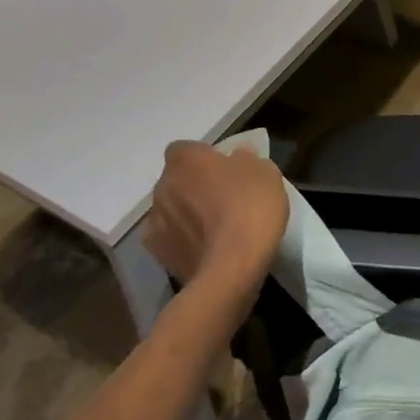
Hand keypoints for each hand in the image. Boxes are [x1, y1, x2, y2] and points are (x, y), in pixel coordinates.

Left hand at [144, 140, 288, 302]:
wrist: (232, 268)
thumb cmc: (249, 207)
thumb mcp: (264, 171)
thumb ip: (246, 159)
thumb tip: (237, 159)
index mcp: (184, 159)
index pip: (186, 150)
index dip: (204, 159)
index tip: (225, 171)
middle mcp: (162, 186)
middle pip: (176, 180)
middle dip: (193, 187)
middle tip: (222, 199)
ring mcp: (156, 222)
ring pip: (171, 210)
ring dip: (186, 215)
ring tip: (214, 230)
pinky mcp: (158, 256)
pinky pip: (170, 240)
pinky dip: (183, 242)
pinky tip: (204, 250)